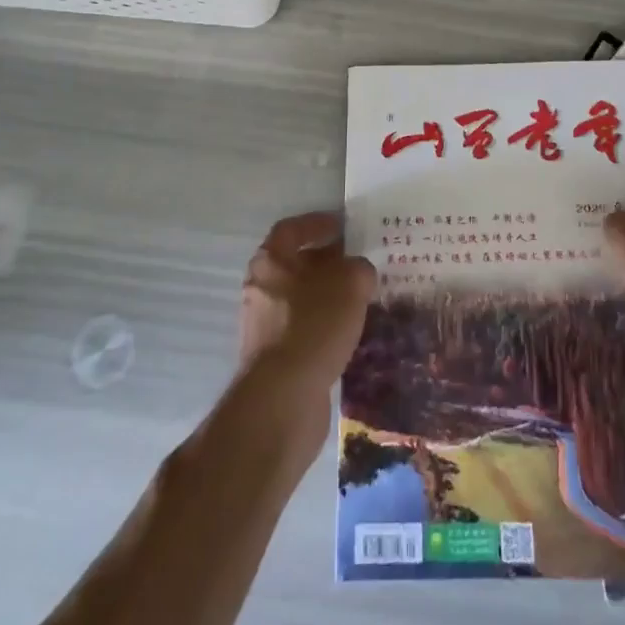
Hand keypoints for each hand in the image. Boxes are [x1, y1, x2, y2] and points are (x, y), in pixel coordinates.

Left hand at [238, 212, 375, 403]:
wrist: (283, 400)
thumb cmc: (313, 325)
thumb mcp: (350, 283)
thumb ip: (359, 268)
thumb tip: (359, 273)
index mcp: (270, 262)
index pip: (291, 229)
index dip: (317, 223)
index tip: (344, 226)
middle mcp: (261, 290)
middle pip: (297, 265)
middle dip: (329, 263)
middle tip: (361, 265)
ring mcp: (266, 327)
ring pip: (303, 300)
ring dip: (330, 297)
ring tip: (363, 299)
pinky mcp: (276, 360)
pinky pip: (305, 331)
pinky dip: (327, 327)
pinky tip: (352, 333)